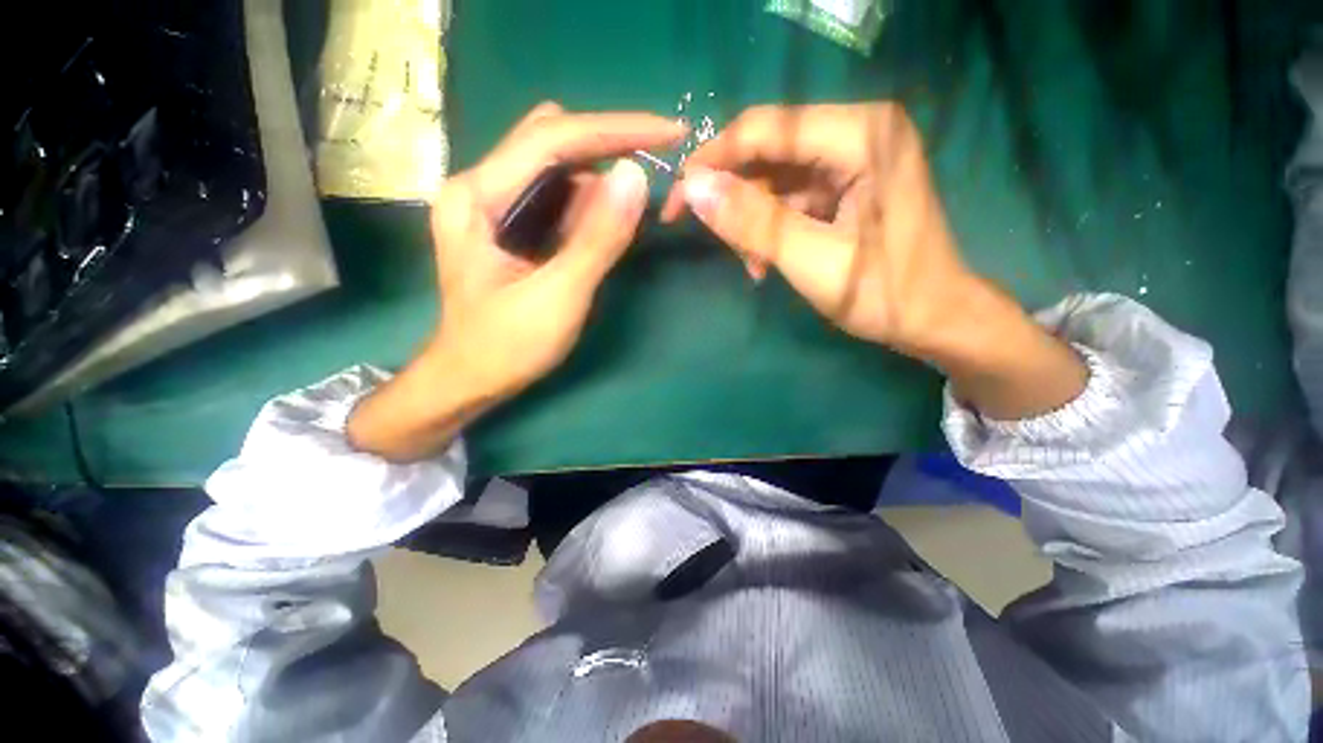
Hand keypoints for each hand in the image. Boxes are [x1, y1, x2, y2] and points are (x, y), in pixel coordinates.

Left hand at [348, 103, 684, 460]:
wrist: (469, 379)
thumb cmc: (507, 346)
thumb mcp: (559, 296)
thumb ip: (598, 239)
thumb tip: (637, 177)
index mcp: (477, 197)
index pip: (554, 139)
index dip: (617, 130)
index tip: (671, 131)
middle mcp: (480, 186)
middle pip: (553, 142)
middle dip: (610, 149)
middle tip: (659, 165)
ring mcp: (493, 204)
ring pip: (557, 168)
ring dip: (600, 181)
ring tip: (630, 213)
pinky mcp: (510, 224)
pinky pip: (556, 196)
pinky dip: (588, 203)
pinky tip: (606, 225)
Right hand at [664, 103, 1086, 417]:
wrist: (934, 319)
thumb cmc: (884, 294)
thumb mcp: (812, 260)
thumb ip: (754, 223)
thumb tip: (694, 189)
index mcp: (862, 135)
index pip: (768, 130)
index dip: (714, 160)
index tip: (678, 198)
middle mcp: (858, 132)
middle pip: (769, 152)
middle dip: (734, 197)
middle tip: (714, 241)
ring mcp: (853, 158)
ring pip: (774, 178)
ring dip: (751, 220)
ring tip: (750, 262)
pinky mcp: (846, 184)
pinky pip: (789, 197)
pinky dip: (769, 228)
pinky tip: (764, 260)